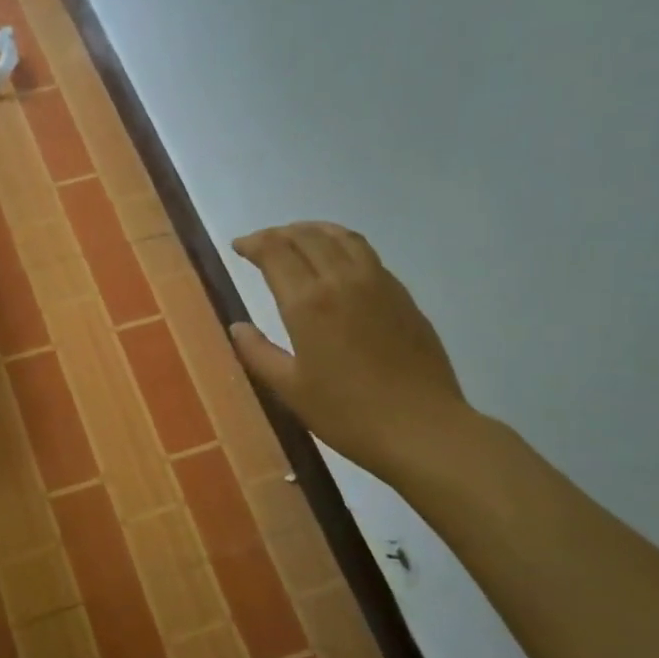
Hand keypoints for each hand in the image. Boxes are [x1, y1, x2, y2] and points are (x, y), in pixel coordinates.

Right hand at [231, 222, 471, 480]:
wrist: (421, 427)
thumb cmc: (347, 413)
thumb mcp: (290, 389)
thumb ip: (258, 353)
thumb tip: (237, 327)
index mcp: (308, 303)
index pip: (275, 252)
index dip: (254, 244)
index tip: (238, 247)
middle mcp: (342, 280)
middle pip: (307, 236)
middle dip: (279, 233)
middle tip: (261, 244)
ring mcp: (378, 283)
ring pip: (341, 237)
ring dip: (313, 230)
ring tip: (297, 237)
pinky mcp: (402, 294)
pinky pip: (366, 253)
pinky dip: (342, 243)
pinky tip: (338, 260)